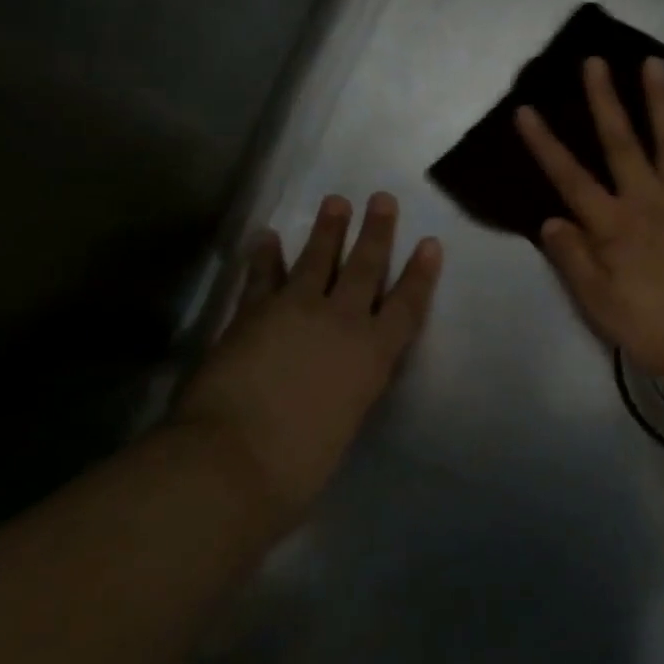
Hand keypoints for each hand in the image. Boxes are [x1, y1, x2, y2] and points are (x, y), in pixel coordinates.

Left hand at [174, 193, 441, 524]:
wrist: (233, 460)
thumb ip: (348, 392)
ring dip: (328, 230)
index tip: (430, 244)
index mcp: (373, 355)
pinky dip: (264, 256)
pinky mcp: (252, 313)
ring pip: (317, 260)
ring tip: (336, 202)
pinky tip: (265, 238)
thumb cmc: (299, 465)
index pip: (406, 306)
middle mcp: (341, 322)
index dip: (420, 274)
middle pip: (364, 267)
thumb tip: (339, 380)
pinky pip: (262, 276)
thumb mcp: (345, 424)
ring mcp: (295, 311)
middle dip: (377, 232)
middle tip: (383, 199)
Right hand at [516, 56, 663, 386]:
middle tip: (595, 61)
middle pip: (621, 143)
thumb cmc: (655, 328)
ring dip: (660, 101)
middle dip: (604, 101)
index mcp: (613, 226)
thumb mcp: (599, 305)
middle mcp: (647, 201)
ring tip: (653, 63)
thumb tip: (550, 219)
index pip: (570, 178)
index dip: (545, 144)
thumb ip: (573, 259)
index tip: (525, 109)